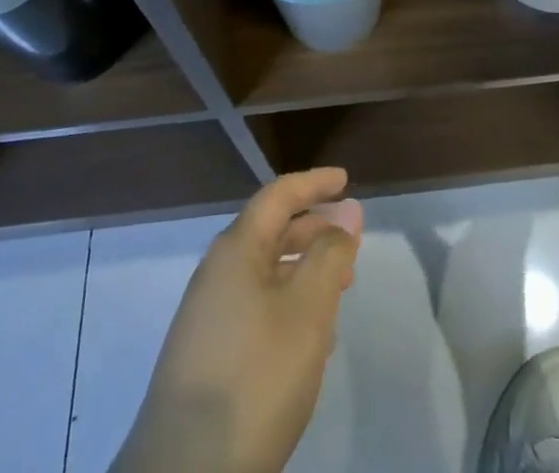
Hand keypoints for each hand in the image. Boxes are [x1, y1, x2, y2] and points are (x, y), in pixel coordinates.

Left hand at [112, 169, 363, 472]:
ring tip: (340, 287)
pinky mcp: (206, 356)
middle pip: (270, 232)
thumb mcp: (307, 311)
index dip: (314, 184)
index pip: (278, 196)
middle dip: (313, 229)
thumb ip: (329, 257)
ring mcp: (207, 316)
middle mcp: (217, 272)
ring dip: (303, 270)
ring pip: (264, 273)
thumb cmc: (254, 376)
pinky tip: (311, 337)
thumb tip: (345, 215)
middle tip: (351, 240)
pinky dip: (287, 303)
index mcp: (236, 249)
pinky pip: (255, 307)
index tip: (346, 180)